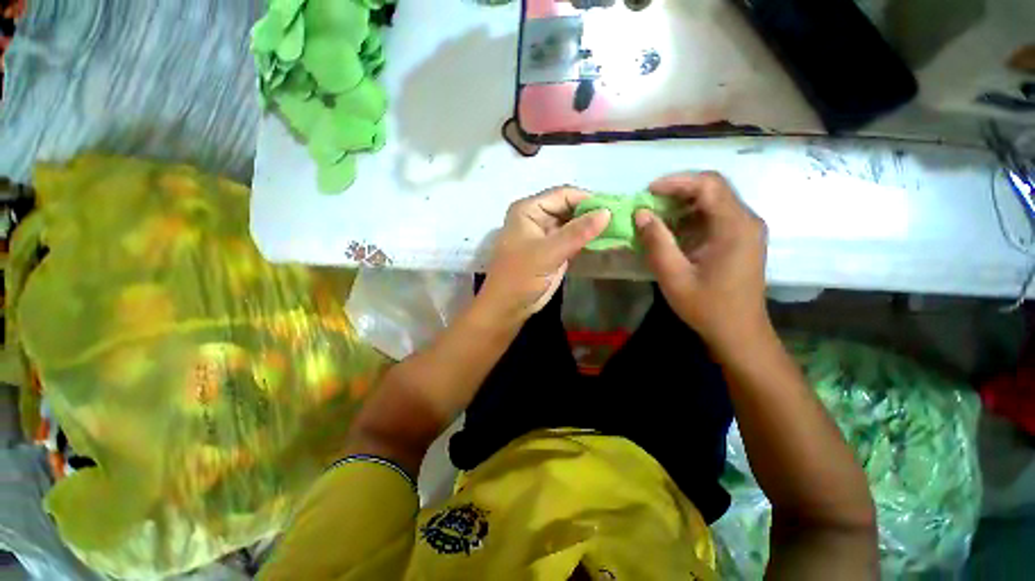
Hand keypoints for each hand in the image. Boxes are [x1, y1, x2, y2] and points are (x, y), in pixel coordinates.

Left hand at [479, 186, 610, 326]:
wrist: (508, 307)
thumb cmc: (521, 277)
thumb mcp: (548, 253)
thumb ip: (577, 232)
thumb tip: (607, 212)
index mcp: (529, 210)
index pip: (563, 195)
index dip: (588, 199)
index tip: (615, 208)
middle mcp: (537, 217)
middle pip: (569, 207)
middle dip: (592, 213)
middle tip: (620, 219)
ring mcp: (545, 234)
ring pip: (573, 224)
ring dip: (591, 227)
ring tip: (619, 229)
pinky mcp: (553, 250)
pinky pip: (573, 239)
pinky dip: (587, 240)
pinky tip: (606, 241)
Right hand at [634, 172, 769, 347]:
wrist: (738, 332)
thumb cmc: (707, 307)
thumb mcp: (674, 276)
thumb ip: (657, 242)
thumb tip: (641, 214)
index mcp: (734, 227)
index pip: (708, 184)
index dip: (676, 181)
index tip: (648, 192)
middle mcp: (746, 220)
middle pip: (713, 188)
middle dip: (678, 190)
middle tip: (649, 201)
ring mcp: (746, 229)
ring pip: (714, 200)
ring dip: (683, 202)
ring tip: (656, 213)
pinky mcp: (741, 238)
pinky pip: (715, 215)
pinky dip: (691, 216)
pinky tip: (673, 229)